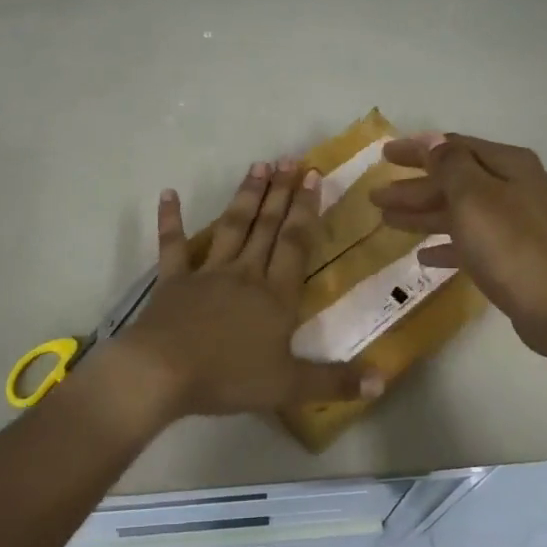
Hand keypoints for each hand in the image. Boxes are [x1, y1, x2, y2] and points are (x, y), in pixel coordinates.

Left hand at [113, 159, 377, 421]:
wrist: (163, 373)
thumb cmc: (229, 378)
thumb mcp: (289, 386)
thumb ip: (335, 382)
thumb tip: (383, 382)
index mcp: (276, 296)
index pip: (296, 244)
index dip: (306, 210)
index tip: (313, 176)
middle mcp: (245, 274)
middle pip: (267, 227)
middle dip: (281, 193)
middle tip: (290, 160)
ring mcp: (207, 273)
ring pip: (231, 227)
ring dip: (246, 196)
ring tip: (258, 166)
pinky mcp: (173, 281)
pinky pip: (173, 245)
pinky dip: (171, 219)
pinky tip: (168, 194)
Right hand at [370, 132, 546, 356]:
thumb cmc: (511, 245)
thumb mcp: (474, 197)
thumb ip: (449, 165)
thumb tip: (432, 139)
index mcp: (508, 166)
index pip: (454, 147)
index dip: (417, 150)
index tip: (384, 154)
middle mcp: (514, 188)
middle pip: (454, 181)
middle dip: (414, 187)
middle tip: (375, 196)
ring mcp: (515, 224)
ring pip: (459, 212)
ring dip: (423, 214)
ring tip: (386, 220)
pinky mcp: (512, 257)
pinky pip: (471, 243)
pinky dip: (446, 245)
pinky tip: (423, 255)